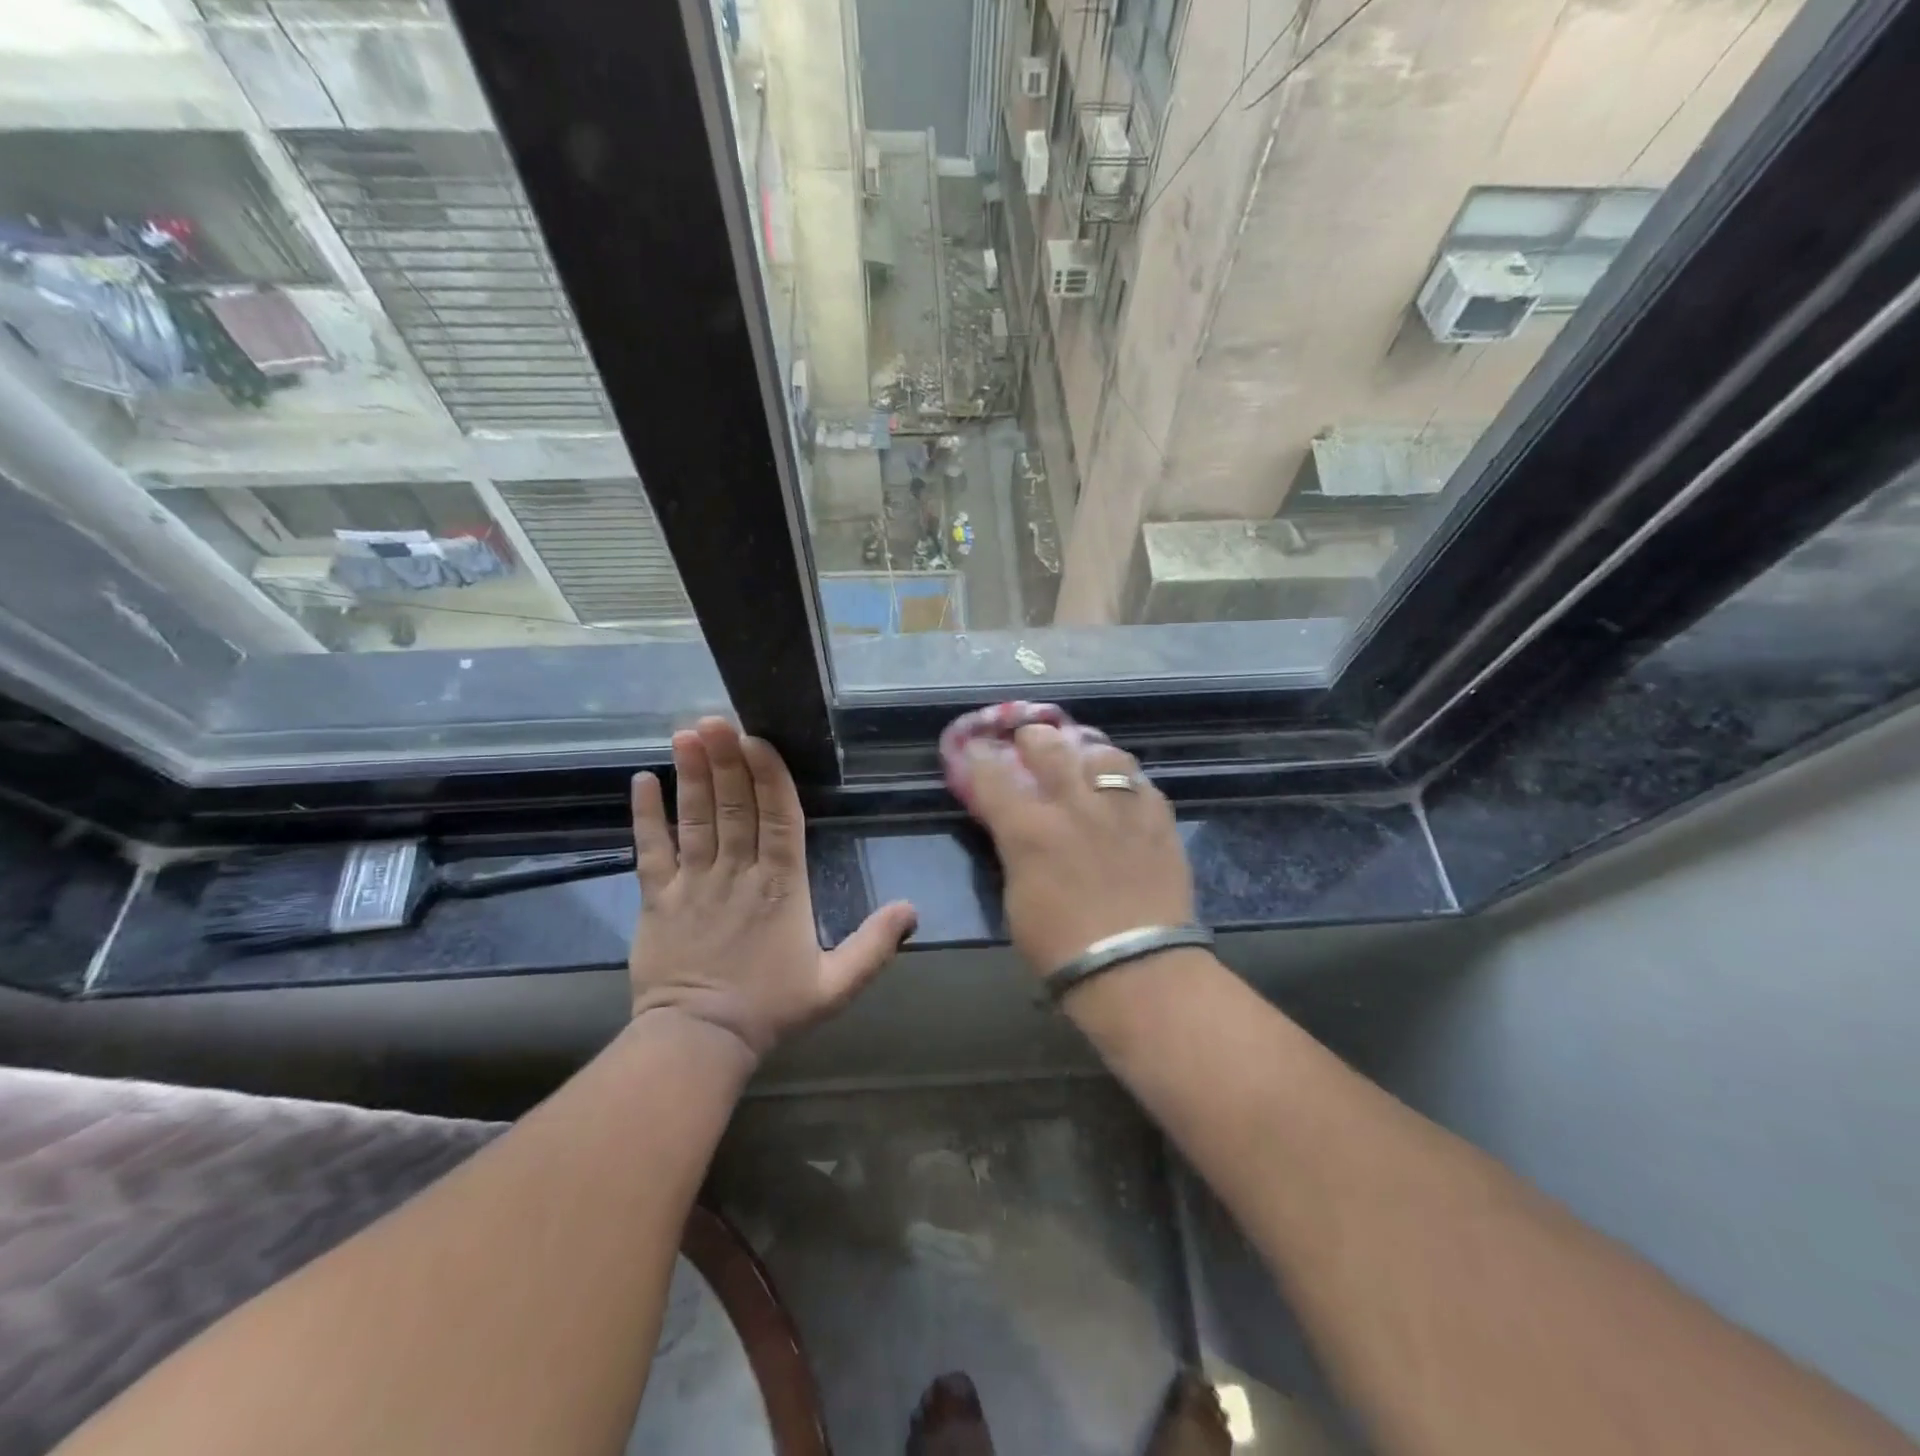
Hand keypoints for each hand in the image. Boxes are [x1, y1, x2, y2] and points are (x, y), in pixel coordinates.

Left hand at [628, 718, 917, 1058]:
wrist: (699, 1042)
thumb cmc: (771, 1009)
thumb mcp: (837, 985)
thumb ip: (874, 945)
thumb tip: (912, 909)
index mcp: (782, 887)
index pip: (777, 818)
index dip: (769, 776)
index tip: (758, 739)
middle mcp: (738, 873)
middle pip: (734, 806)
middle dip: (727, 759)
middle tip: (717, 719)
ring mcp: (693, 882)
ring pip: (695, 818)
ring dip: (692, 774)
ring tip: (687, 734)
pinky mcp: (656, 898)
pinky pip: (651, 849)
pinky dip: (646, 815)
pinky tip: (642, 780)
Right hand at [963, 724, 1193, 973]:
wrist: (1137, 969)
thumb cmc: (1061, 947)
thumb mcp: (1016, 898)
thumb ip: (1014, 850)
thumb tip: (1011, 825)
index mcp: (1029, 829)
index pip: (993, 776)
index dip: (979, 758)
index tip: (975, 748)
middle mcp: (1074, 805)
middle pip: (1048, 747)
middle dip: (1033, 738)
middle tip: (1030, 740)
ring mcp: (1121, 807)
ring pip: (1102, 753)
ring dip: (1086, 751)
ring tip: (1084, 758)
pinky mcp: (1159, 819)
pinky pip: (1141, 782)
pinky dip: (1126, 780)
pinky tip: (1123, 791)